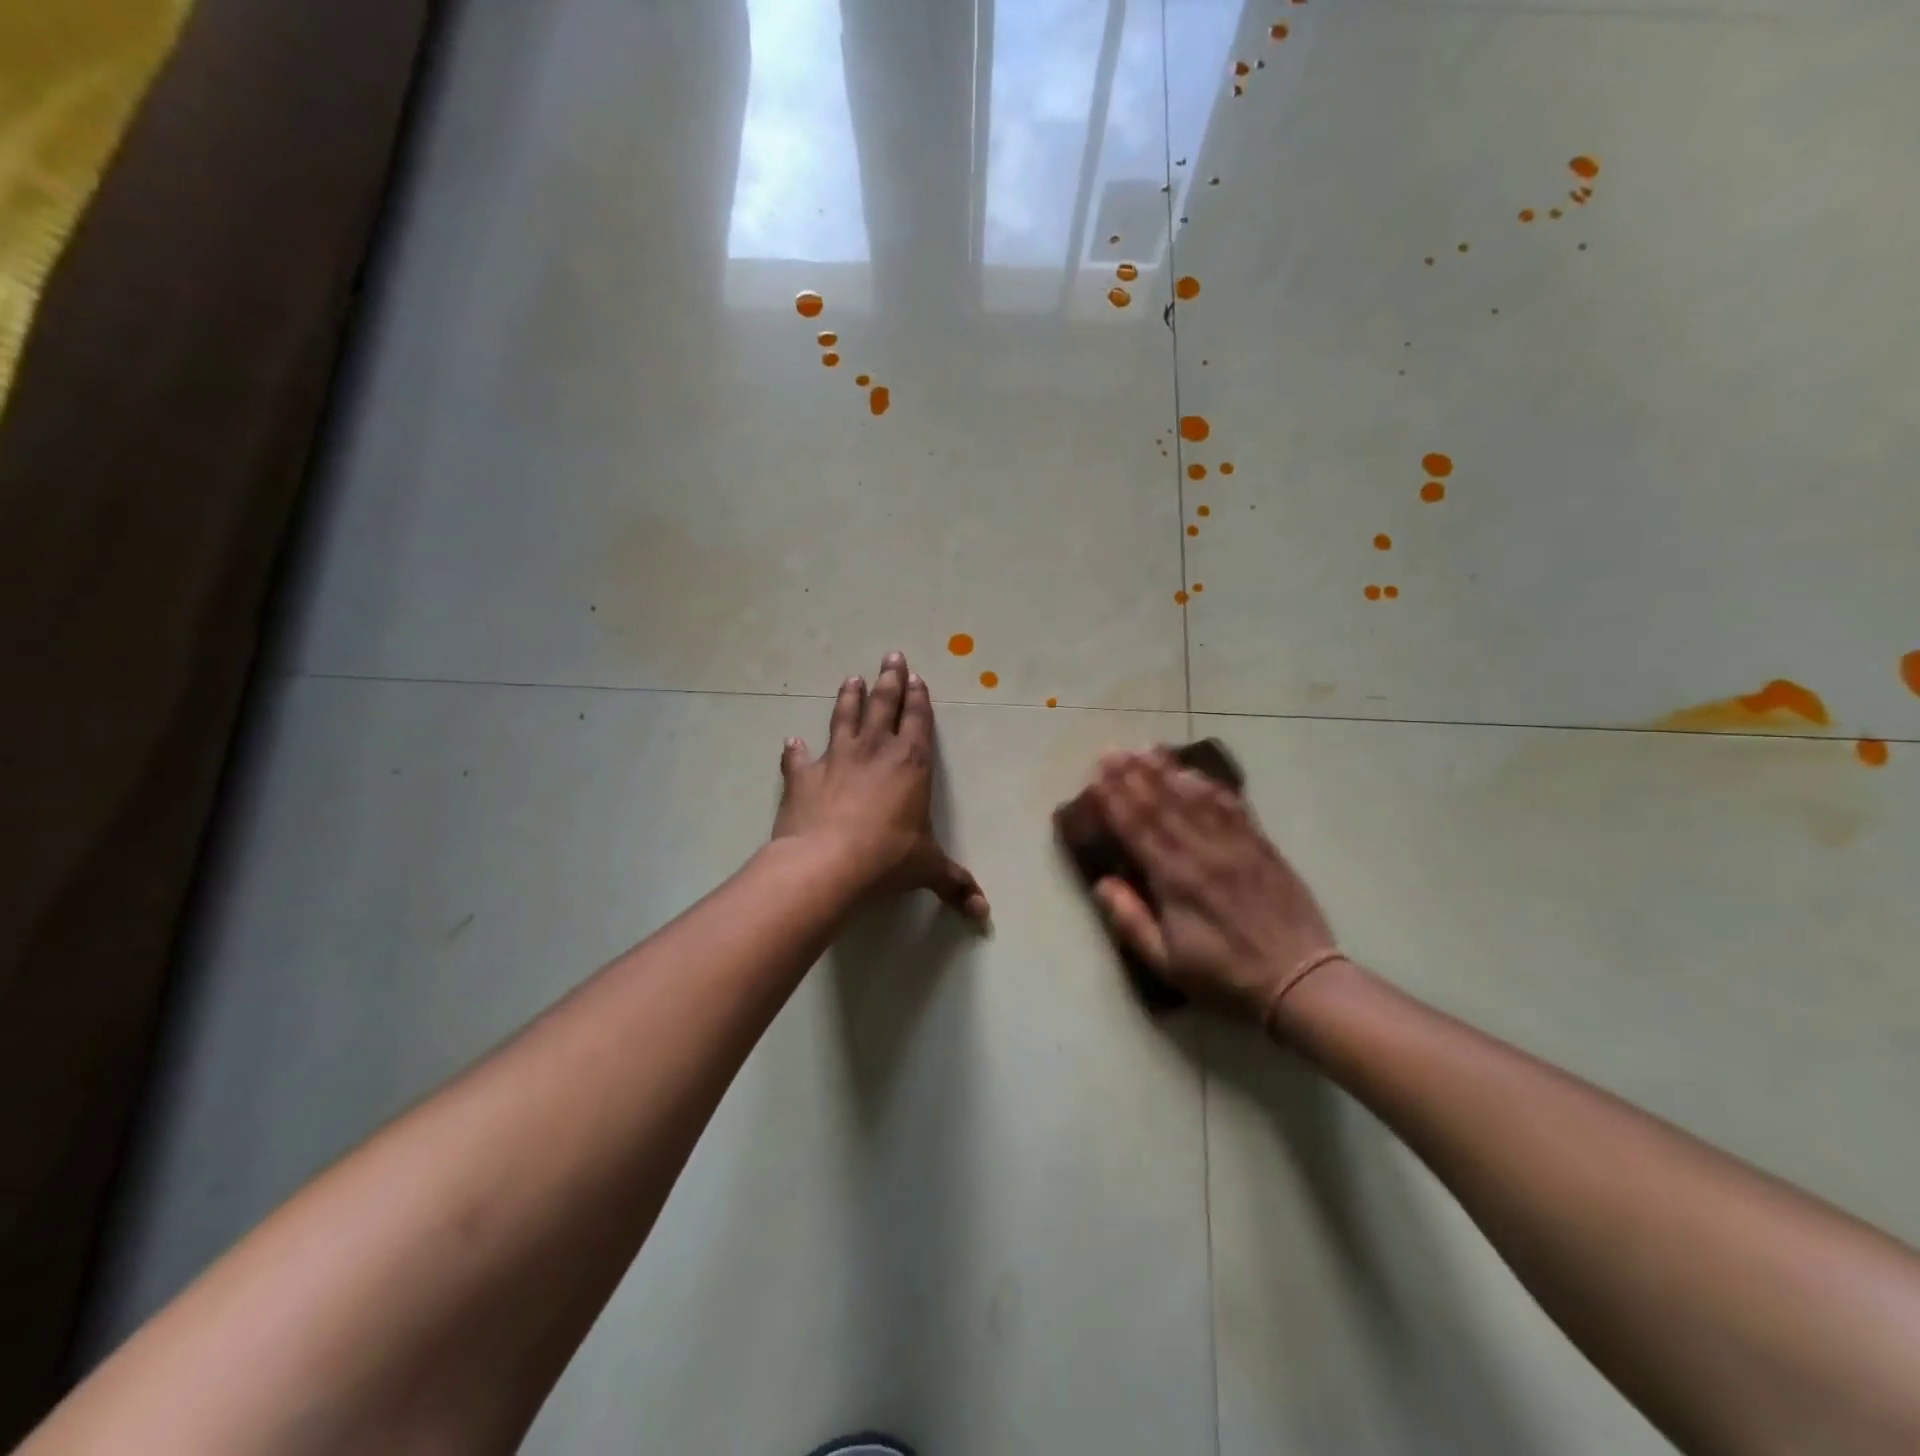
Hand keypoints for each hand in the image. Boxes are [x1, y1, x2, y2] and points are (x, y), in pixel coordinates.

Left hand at [773, 652, 989, 921]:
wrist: (828, 864)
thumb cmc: (888, 859)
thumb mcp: (928, 870)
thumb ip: (955, 884)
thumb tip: (982, 913)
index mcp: (911, 764)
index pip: (918, 721)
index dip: (918, 698)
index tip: (916, 676)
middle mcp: (875, 751)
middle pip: (883, 705)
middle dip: (889, 680)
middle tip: (891, 656)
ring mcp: (836, 760)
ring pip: (844, 718)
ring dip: (848, 698)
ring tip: (851, 677)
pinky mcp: (803, 777)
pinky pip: (798, 758)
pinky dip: (794, 750)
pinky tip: (791, 741)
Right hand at [1082, 749, 1343, 1027]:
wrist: (1298, 979)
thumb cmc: (1224, 976)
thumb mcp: (1167, 963)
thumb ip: (1131, 922)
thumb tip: (1101, 884)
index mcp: (1175, 881)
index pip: (1137, 829)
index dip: (1114, 799)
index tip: (1096, 775)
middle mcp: (1201, 853)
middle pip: (1161, 804)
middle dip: (1132, 775)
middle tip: (1112, 750)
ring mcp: (1234, 845)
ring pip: (1194, 798)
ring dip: (1167, 771)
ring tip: (1146, 749)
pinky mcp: (1260, 845)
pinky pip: (1232, 807)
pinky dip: (1210, 786)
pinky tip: (1194, 773)